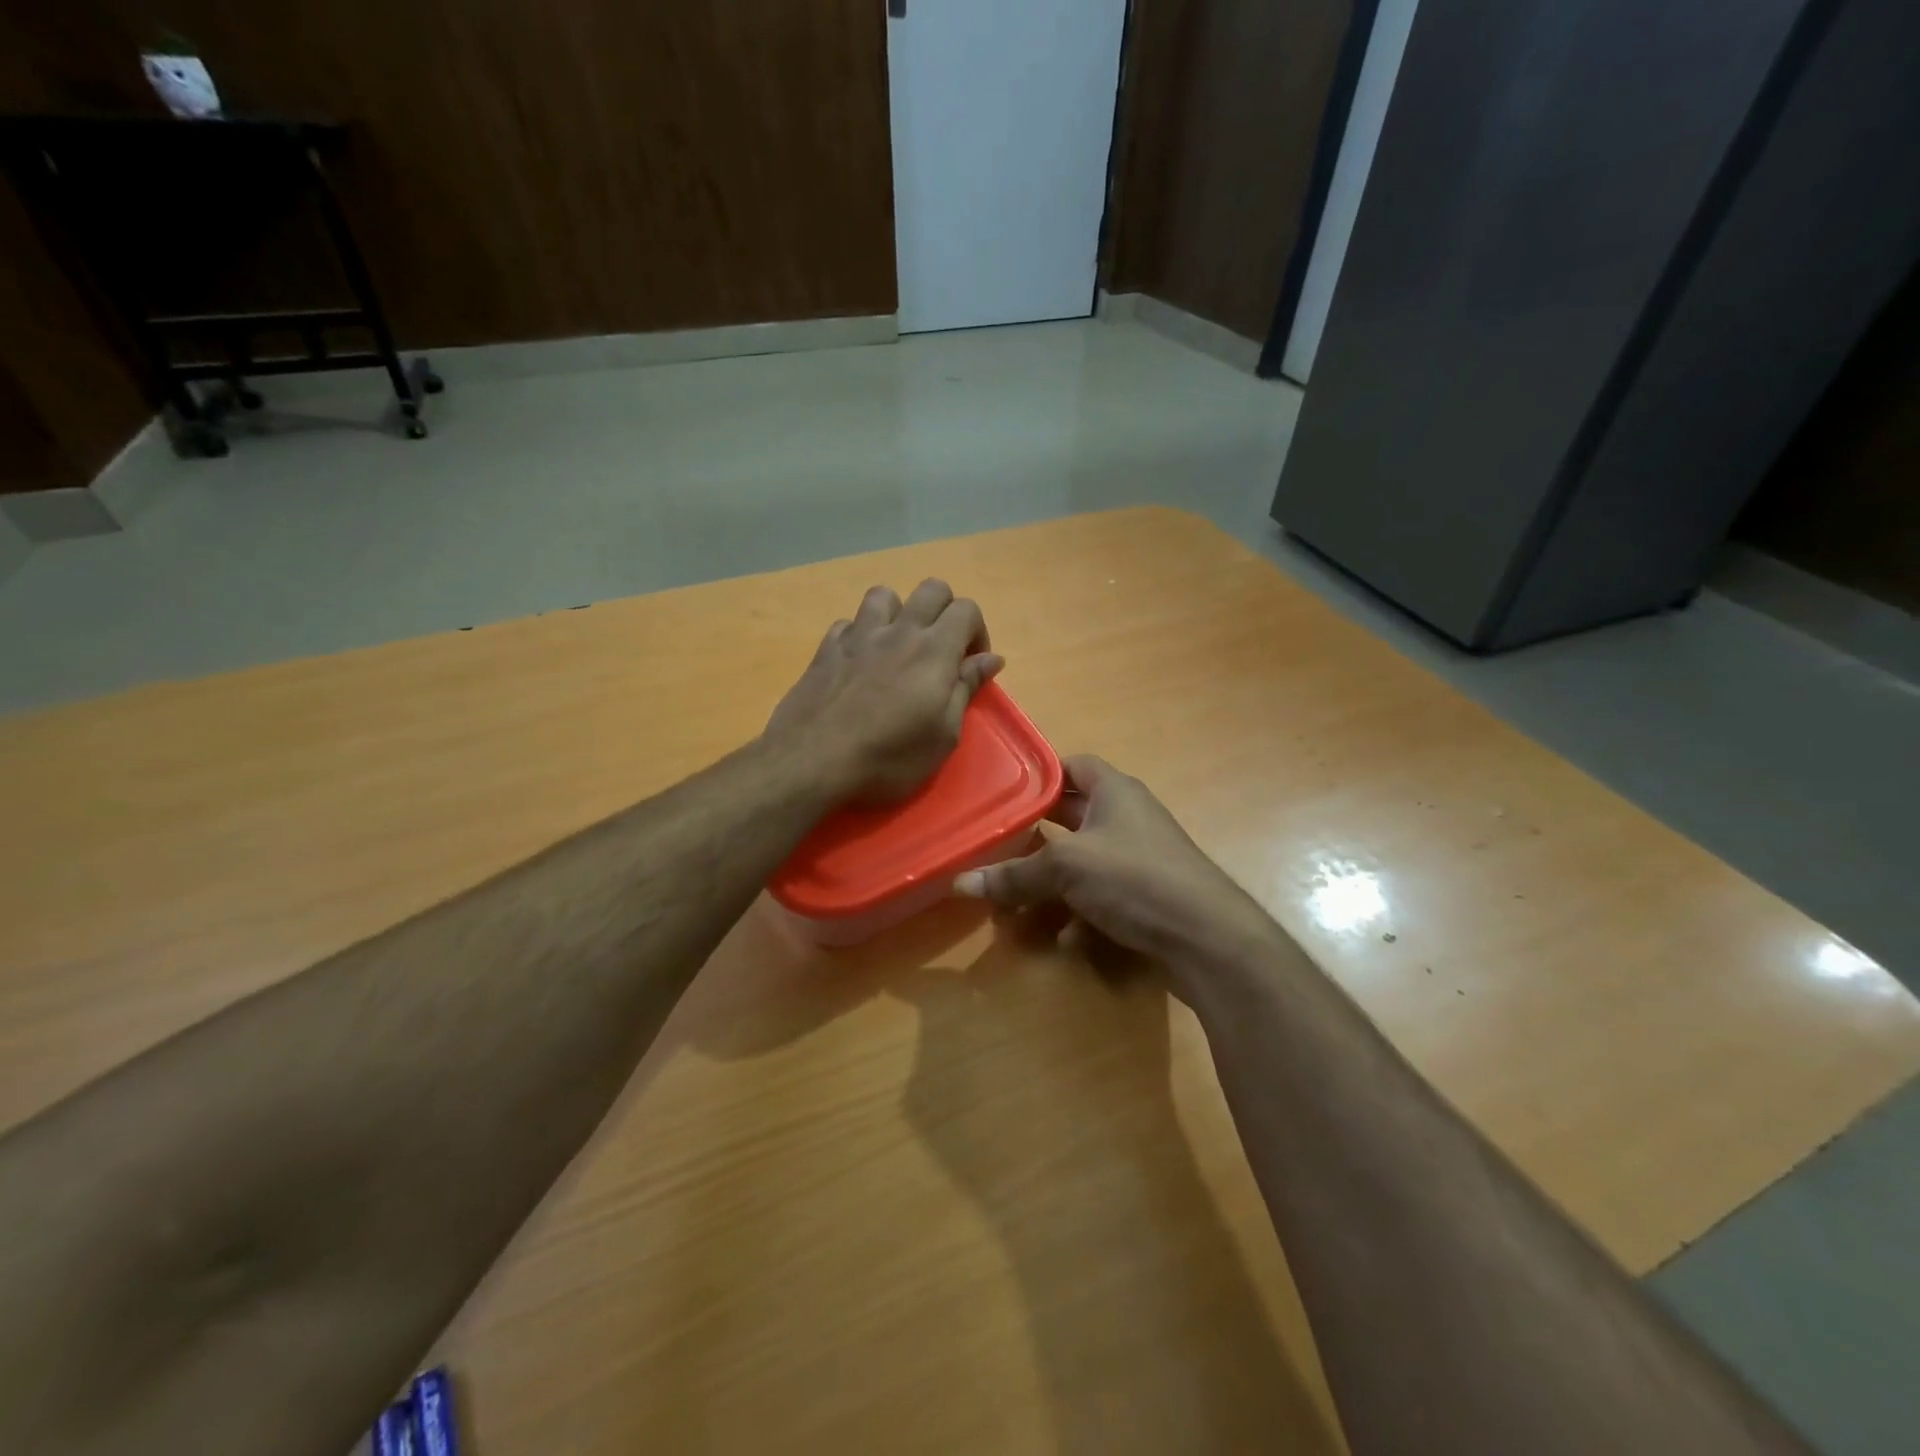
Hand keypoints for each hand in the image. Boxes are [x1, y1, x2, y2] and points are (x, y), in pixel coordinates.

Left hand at [765, 579, 1003, 804]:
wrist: (812, 762)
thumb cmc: (889, 758)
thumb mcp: (943, 736)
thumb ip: (966, 689)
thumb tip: (991, 658)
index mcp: (934, 650)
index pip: (967, 609)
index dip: (977, 633)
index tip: (969, 667)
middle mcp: (898, 631)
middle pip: (932, 589)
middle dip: (946, 612)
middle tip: (942, 651)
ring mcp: (858, 635)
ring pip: (885, 595)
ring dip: (899, 613)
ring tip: (898, 647)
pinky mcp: (826, 648)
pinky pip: (849, 622)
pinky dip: (861, 634)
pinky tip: (860, 661)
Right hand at [953, 756, 1283, 983]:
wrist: (1208, 938)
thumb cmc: (1135, 878)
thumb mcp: (1067, 868)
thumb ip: (1014, 875)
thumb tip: (960, 882)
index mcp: (1114, 791)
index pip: (1072, 766)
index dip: (1039, 775)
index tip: (1004, 793)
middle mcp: (1127, 817)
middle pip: (1072, 816)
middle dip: (1036, 833)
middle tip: (997, 844)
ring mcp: (1139, 858)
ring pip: (1083, 860)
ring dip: (1052, 879)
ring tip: (1015, 897)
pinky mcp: (1146, 896)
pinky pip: (1101, 895)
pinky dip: (1079, 911)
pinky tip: (1062, 936)